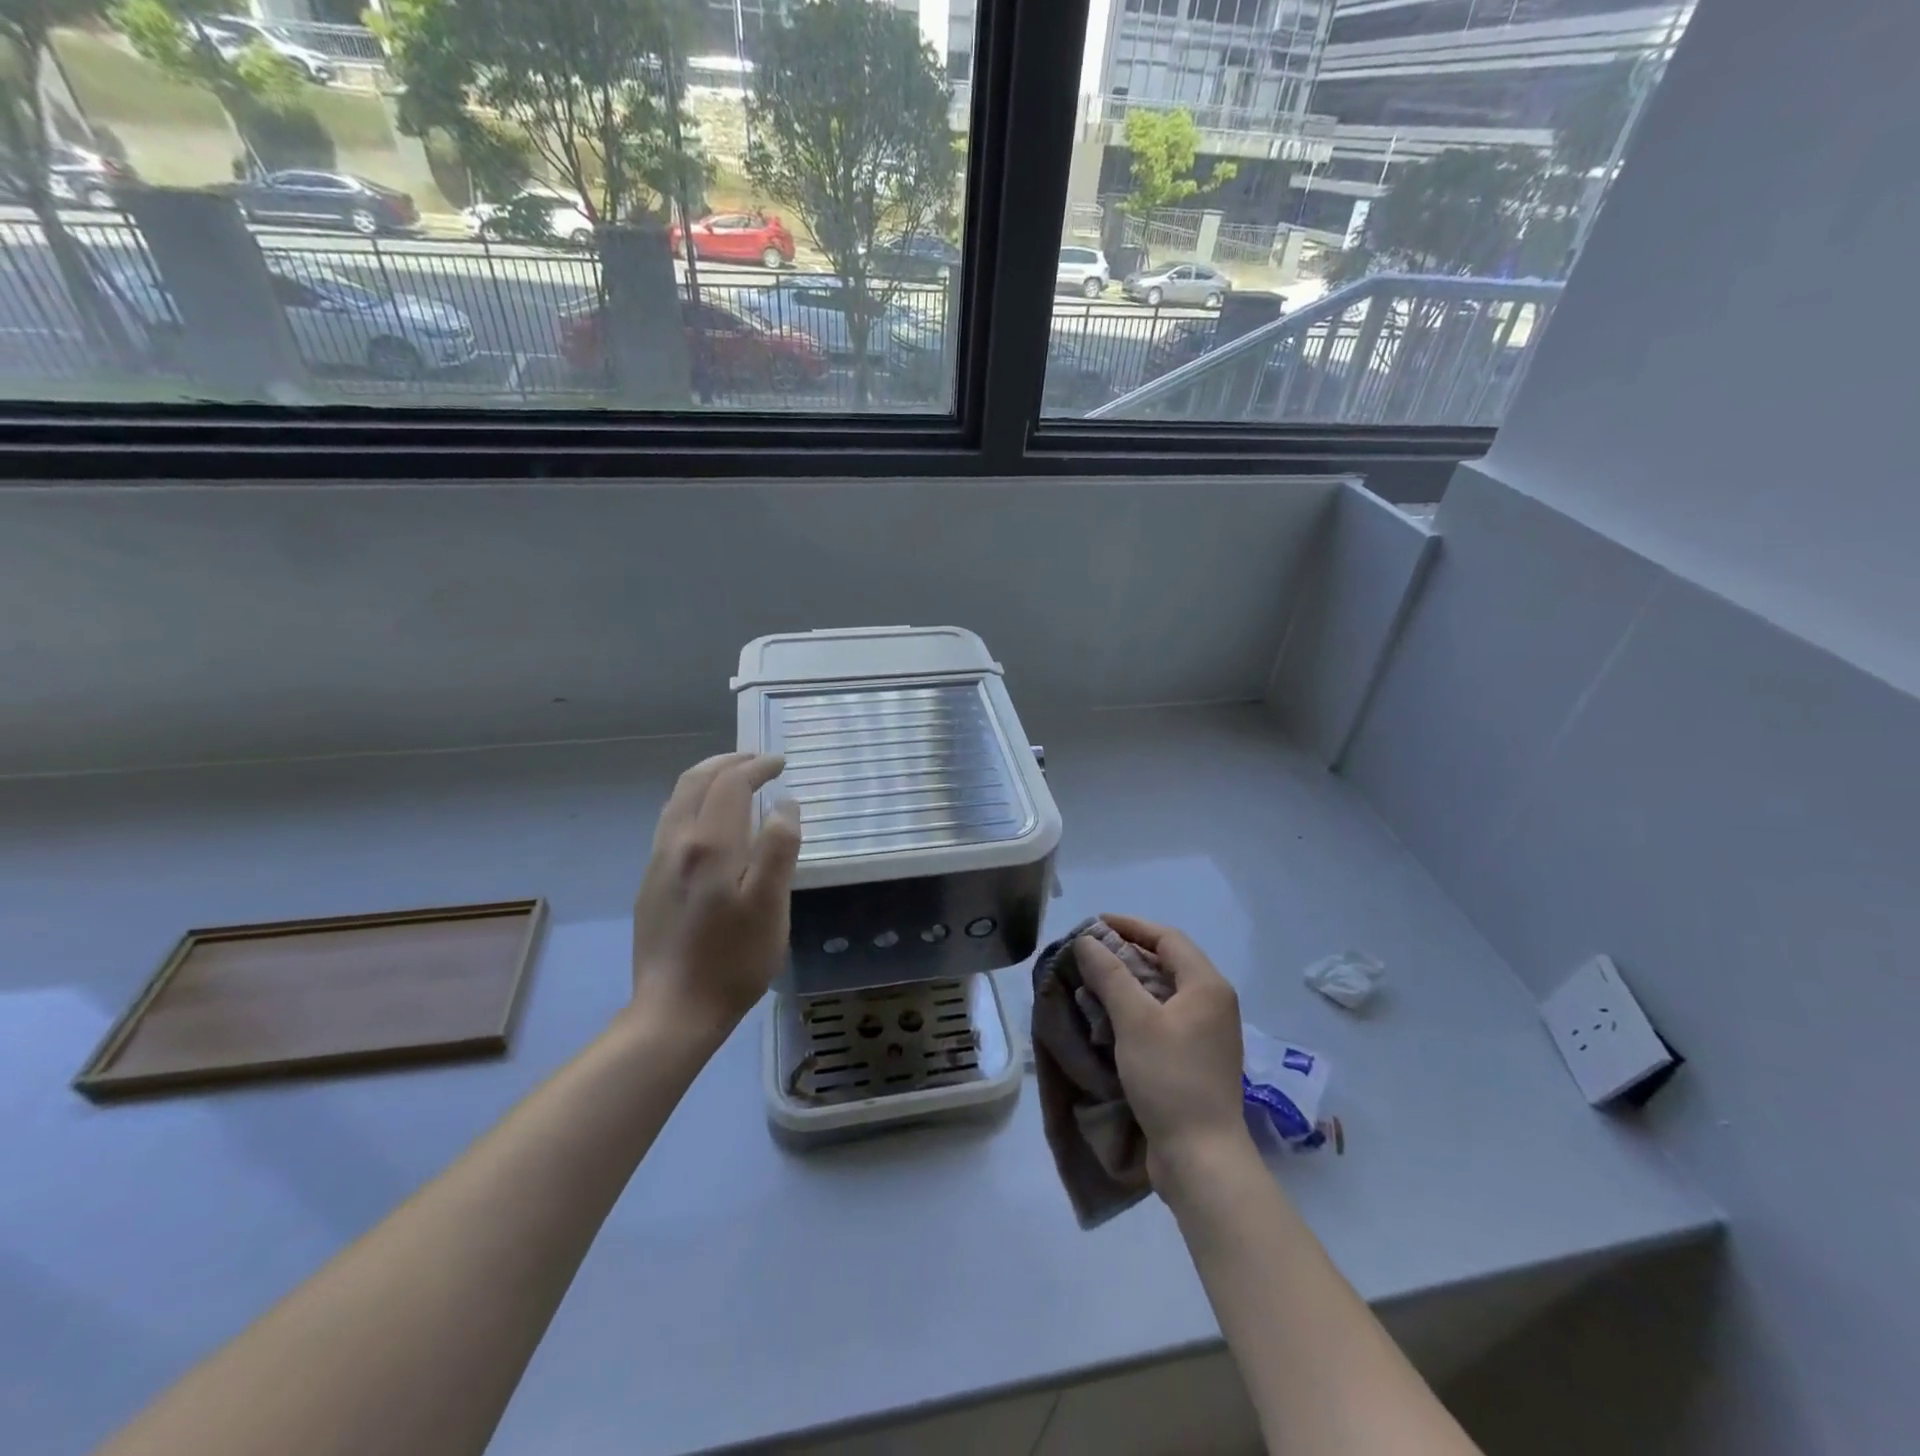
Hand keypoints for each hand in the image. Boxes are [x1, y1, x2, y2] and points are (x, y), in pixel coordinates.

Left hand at [630, 752, 801, 1039]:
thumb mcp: (770, 906)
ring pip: (677, 801)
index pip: (730, 784)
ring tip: (734, 781)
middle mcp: (676, 844)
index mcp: (709, 844)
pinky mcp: (650, 884)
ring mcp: (657, 864)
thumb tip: (785, 804)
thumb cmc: (733, 960)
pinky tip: (709, 823)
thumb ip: (779, 848)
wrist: (674, 1011)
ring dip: (707, 779)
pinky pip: (670, 824)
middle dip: (728, 762)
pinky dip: (693, 803)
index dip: (757, 767)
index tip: (781, 763)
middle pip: (695, 782)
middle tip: (758, 761)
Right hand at [1075, 914, 1250, 1188]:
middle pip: (1167, 963)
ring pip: (1163, 992)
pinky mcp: (1196, 1059)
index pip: (1167, 938)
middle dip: (1126, 953)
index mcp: (1207, 986)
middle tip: (1088, 953)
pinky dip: (1136, 1010)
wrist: (1201, 1157)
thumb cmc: (1170, 1079)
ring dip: (1129, 983)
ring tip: (1092, 982)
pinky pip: (1164, 1018)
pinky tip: (1109, 1019)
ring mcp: (1207, 1034)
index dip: (1130, 926)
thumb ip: (1110, 975)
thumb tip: (1087, 941)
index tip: (1094, 924)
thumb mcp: (1135, 1020)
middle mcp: (1213, 1004)